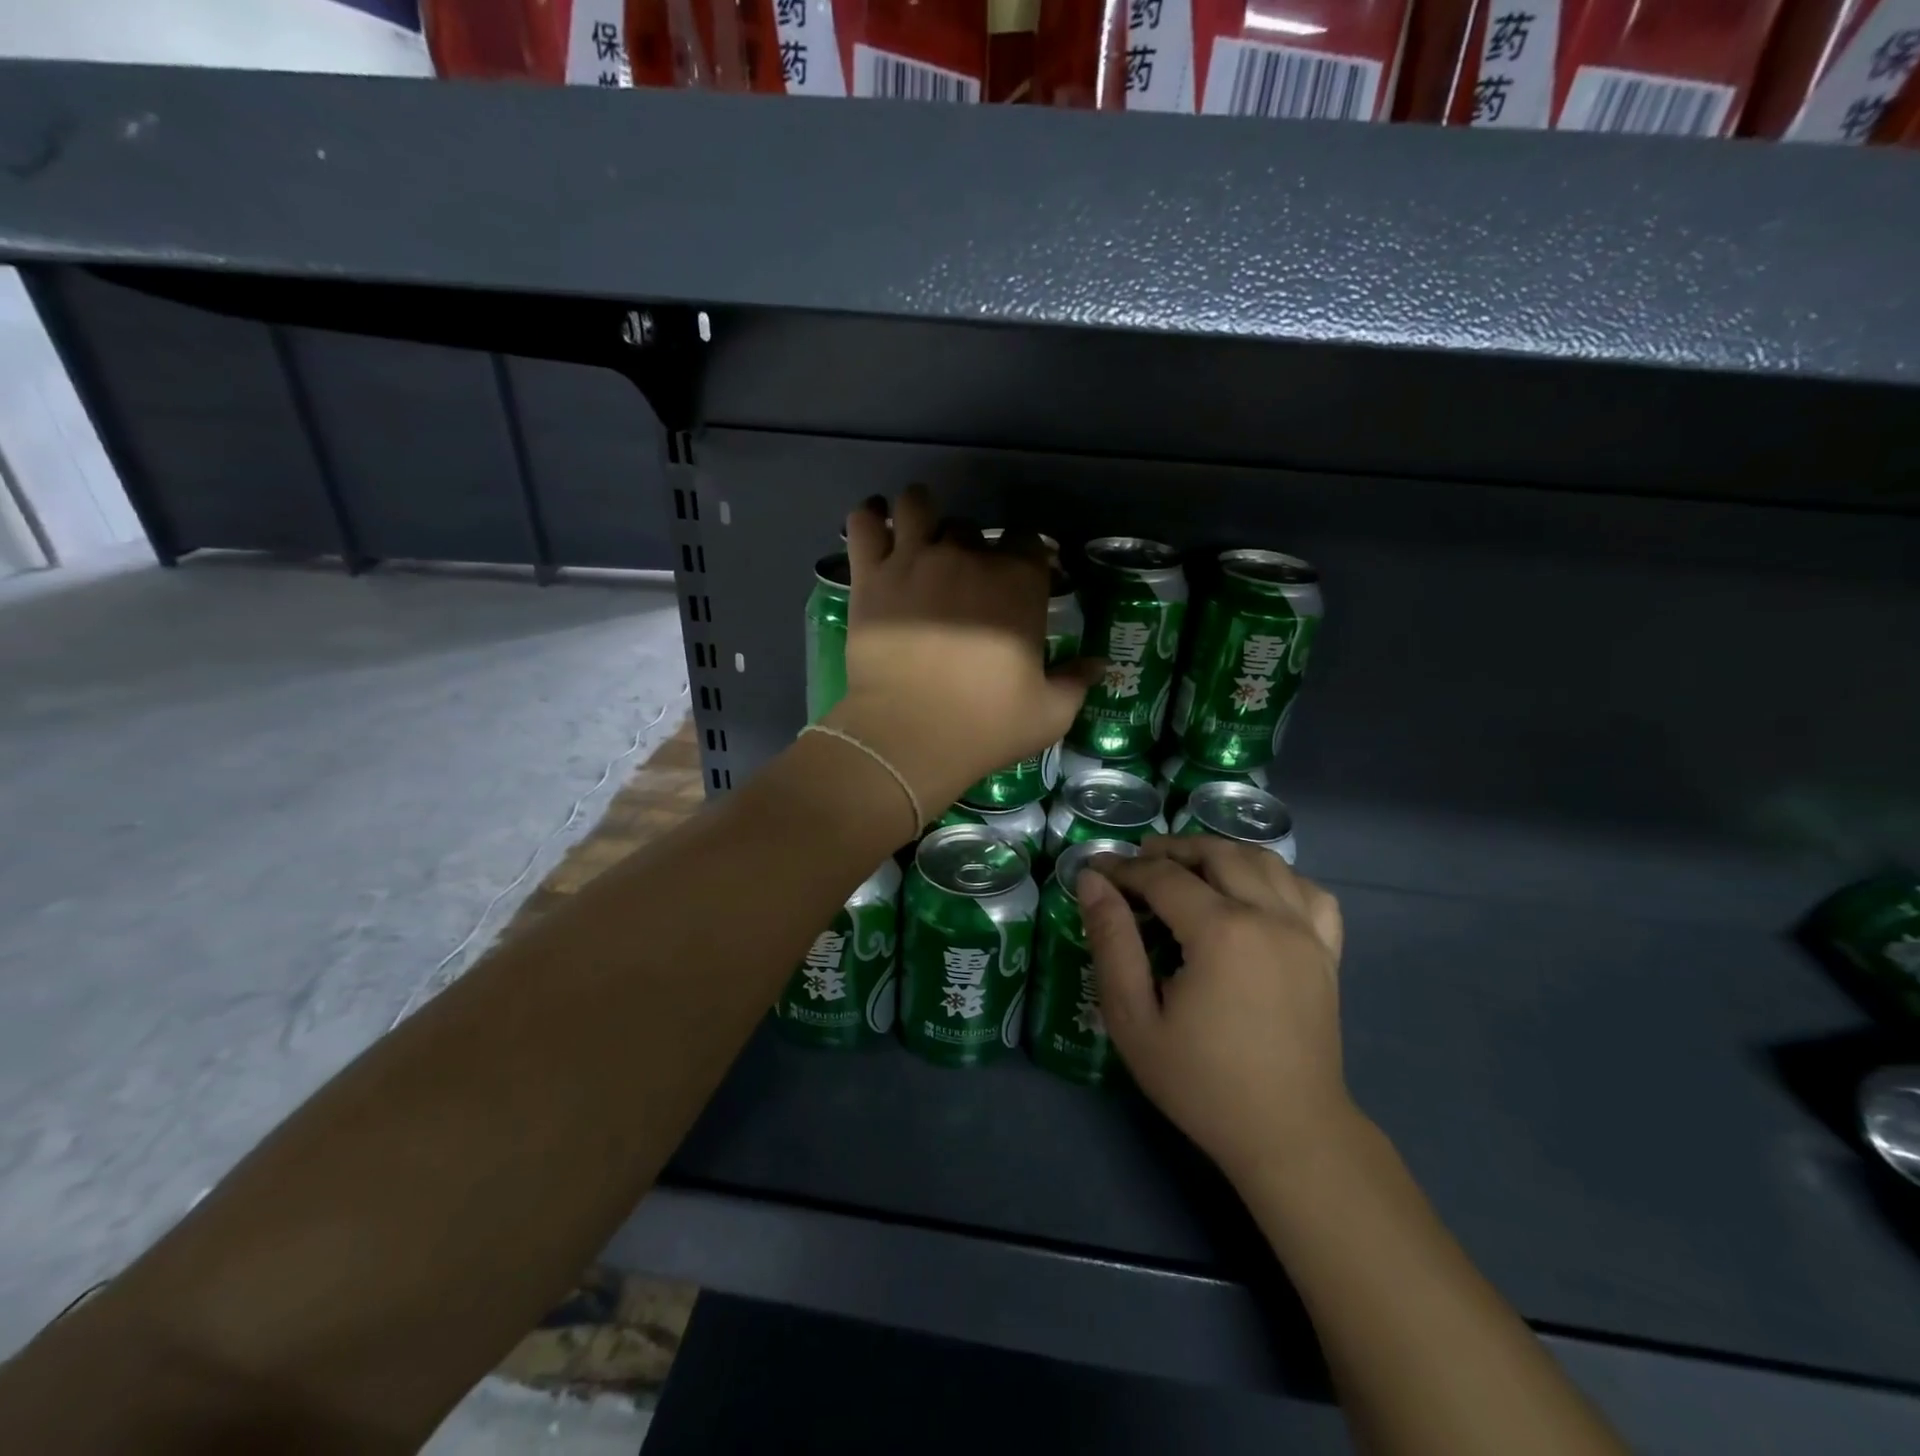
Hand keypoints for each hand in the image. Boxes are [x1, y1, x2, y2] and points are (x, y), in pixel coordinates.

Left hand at [825, 486, 1101, 812]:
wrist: (910, 737)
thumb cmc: (986, 726)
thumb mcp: (1049, 713)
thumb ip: (1076, 681)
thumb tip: (1099, 664)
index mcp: (1017, 583)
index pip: (1029, 541)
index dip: (1025, 556)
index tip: (1020, 579)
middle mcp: (967, 557)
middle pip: (970, 528)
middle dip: (969, 547)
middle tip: (962, 581)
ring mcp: (914, 561)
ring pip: (917, 505)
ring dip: (921, 515)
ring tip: (918, 537)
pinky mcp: (871, 577)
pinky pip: (863, 524)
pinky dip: (869, 518)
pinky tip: (876, 526)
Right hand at [1079, 836, 1348, 1183]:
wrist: (1289, 1134)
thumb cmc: (1202, 1081)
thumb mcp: (1134, 1018)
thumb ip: (1111, 942)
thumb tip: (1092, 883)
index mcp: (1221, 931)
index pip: (1164, 876)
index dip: (1124, 868)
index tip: (1096, 871)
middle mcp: (1269, 915)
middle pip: (1217, 854)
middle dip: (1171, 850)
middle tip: (1138, 864)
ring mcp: (1306, 931)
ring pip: (1263, 860)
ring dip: (1220, 852)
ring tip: (1189, 867)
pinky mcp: (1327, 951)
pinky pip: (1308, 890)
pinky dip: (1277, 877)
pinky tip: (1254, 891)